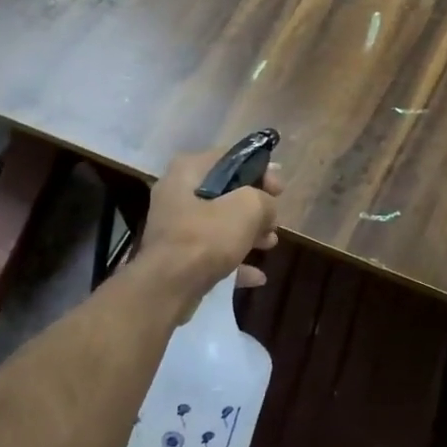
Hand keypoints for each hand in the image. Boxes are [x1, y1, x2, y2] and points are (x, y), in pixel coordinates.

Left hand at [137, 149, 282, 294]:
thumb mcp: (247, 208)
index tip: (280, 189)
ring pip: (220, 223)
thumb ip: (264, 200)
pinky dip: (234, 259)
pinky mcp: (177, 256)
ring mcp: (175, 226)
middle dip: (255, 207)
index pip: (231, 158)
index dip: (260, 170)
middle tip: (275, 220)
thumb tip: (267, 208)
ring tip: (270, 244)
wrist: (167, 288)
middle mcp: (177, 193)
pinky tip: (257, 276)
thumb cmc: (206, 238)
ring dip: (248, 233)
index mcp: (188, 170)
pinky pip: (212, 251)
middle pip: (226, 192)